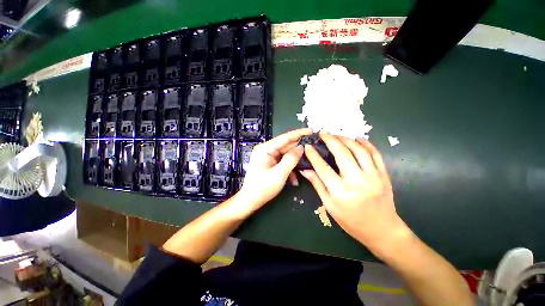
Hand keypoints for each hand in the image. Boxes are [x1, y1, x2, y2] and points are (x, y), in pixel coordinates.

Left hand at [238, 128, 312, 210]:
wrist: (250, 201)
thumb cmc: (263, 188)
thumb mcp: (279, 173)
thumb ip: (291, 159)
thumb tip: (301, 147)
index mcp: (265, 149)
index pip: (285, 137)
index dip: (299, 133)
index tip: (312, 130)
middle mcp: (266, 150)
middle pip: (286, 146)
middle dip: (299, 149)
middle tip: (314, 148)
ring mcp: (268, 157)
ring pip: (286, 155)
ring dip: (295, 162)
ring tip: (307, 165)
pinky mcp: (270, 163)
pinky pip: (283, 162)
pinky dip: (289, 169)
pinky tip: (295, 179)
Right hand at [300, 133, 409, 253]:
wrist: (382, 230)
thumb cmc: (351, 220)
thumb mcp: (329, 205)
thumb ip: (317, 184)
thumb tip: (305, 170)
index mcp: (340, 192)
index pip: (323, 168)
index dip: (313, 155)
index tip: (308, 146)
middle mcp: (357, 181)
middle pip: (342, 154)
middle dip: (331, 140)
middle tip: (323, 133)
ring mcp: (373, 176)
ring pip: (359, 150)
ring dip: (346, 139)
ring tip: (337, 135)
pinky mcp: (383, 175)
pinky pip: (375, 154)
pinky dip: (366, 143)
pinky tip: (357, 138)